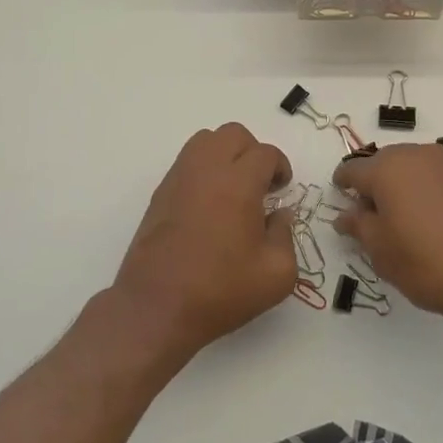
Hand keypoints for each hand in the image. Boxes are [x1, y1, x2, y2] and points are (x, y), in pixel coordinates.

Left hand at [111, 124, 298, 363]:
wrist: (156, 308)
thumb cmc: (220, 291)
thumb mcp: (276, 275)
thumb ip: (286, 237)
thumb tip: (279, 215)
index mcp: (239, 183)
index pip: (265, 153)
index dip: (280, 167)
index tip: (282, 190)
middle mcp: (207, 170)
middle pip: (234, 134)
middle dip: (253, 152)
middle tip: (260, 184)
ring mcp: (179, 178)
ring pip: (205, 140)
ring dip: (225, 154)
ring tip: (233, 187)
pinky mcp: (160, 193)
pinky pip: (186, 161)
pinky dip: (203, 169)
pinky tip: (209, 202)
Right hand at [332, 144, 442, 332]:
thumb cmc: (427, 263)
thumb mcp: (381, 251)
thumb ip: (359, 226)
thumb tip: (345, 214)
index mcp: (387, 168)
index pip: (354, 169)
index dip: (343, 182)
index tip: (340, 196)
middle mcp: (416, 154)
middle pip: (384, 162)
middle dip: (373, 182)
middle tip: (370, 214)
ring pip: (412, 166)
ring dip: (401, 183)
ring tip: (402, 217)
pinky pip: (436, 175)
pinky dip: (426, 188)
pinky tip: (431, 217)